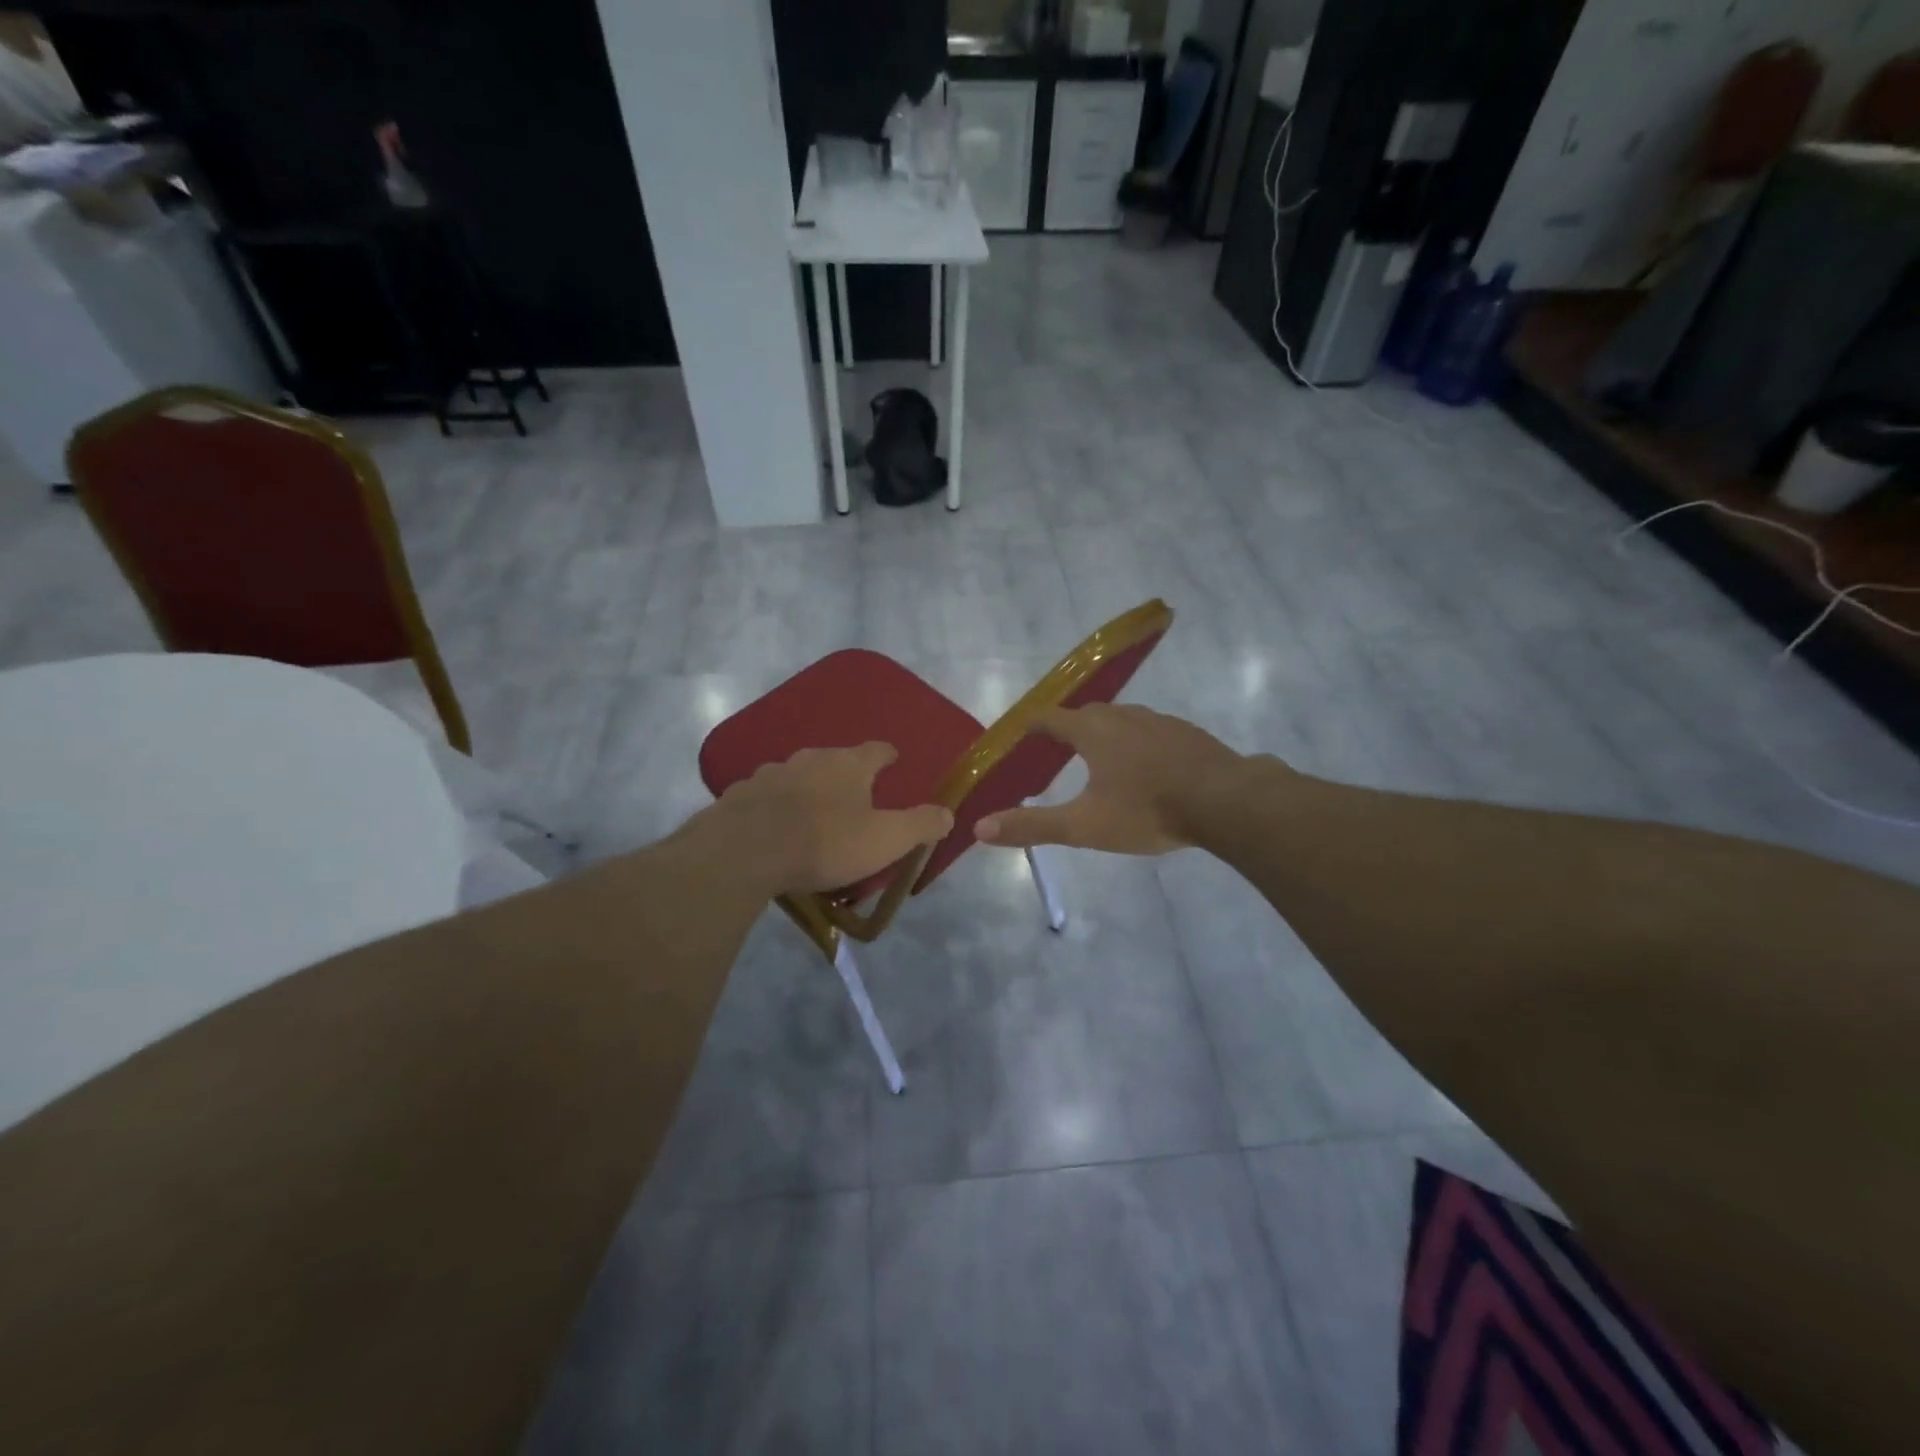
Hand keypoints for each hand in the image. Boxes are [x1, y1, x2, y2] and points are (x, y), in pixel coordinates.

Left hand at [702, 743, 953, 895]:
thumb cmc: (825, 841)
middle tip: (854, 797)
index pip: (877, 750)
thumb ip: (920, 825)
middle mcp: (810, 758)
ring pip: (797, 776)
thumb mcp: (886, 839)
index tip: (893, 762)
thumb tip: (949, 814)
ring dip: (807, 789)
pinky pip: (765, 796)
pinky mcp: (740, 794)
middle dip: (845, 775)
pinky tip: (773, 827)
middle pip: (835, 760)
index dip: (887, 756)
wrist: (745, 851)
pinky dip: (774, 807)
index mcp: (849, 764)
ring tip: (812, 814)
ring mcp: (771, 773)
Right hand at [974, 704, 1248, 854]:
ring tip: (1100, 760)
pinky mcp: (1187, 733)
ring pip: (1122, 720)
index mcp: (1092, 731)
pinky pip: (1151, 731)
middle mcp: (1123, 716)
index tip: (1019, 736)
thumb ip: (1032, 826)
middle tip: (1057, 751)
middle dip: (1068, 729)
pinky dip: (1138, 744)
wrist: (1225, 800)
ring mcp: (1159, 721)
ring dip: (1105, 734)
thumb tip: (979, 827)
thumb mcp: (1084, 825)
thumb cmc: (1147, 810)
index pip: (1049, 718)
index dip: (1030, 726)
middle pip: (1086, 714)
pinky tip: (1147, 769)